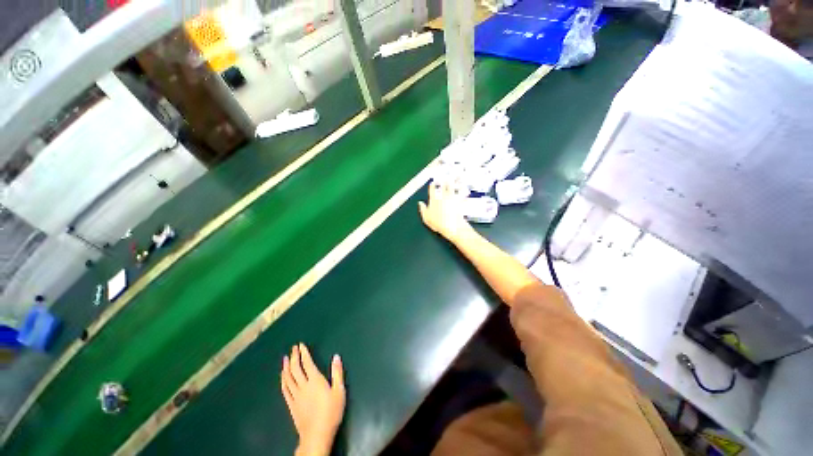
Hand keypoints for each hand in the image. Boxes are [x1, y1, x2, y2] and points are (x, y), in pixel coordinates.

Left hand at [281, 344, 345, 455]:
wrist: (317, 434)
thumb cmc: (331, 411)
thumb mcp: (339, 391)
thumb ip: (337, 373)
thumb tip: (336, 356)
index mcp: (315, 380)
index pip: (307, 363)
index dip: (303, 353)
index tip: (301, 345)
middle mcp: (303, 386)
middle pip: (295, 369)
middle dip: (294, 357)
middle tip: (293, 349)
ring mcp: (295, 396)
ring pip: (288, 378)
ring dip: (286, 367)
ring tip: (285, 359)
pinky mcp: (291, 405)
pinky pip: (285, 390)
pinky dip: (283, 381)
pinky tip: (283, 377)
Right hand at [418, 181, 472, 241]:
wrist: (452, 226)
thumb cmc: (438, 223)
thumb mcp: (426, 218)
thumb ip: (423, 209)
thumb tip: (420, 203)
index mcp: (434, 200)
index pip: (432, 190)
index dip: (432, 185)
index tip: (432, 182)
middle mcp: (443, 197)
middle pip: (443, 186)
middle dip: (444, 181)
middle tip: (445, 177)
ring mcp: (452, 199)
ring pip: (452, 188)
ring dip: (453, 183)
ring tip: (454, 178)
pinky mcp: (460, 202)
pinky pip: (462, 195)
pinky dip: (463, 192)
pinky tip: (465, 190)